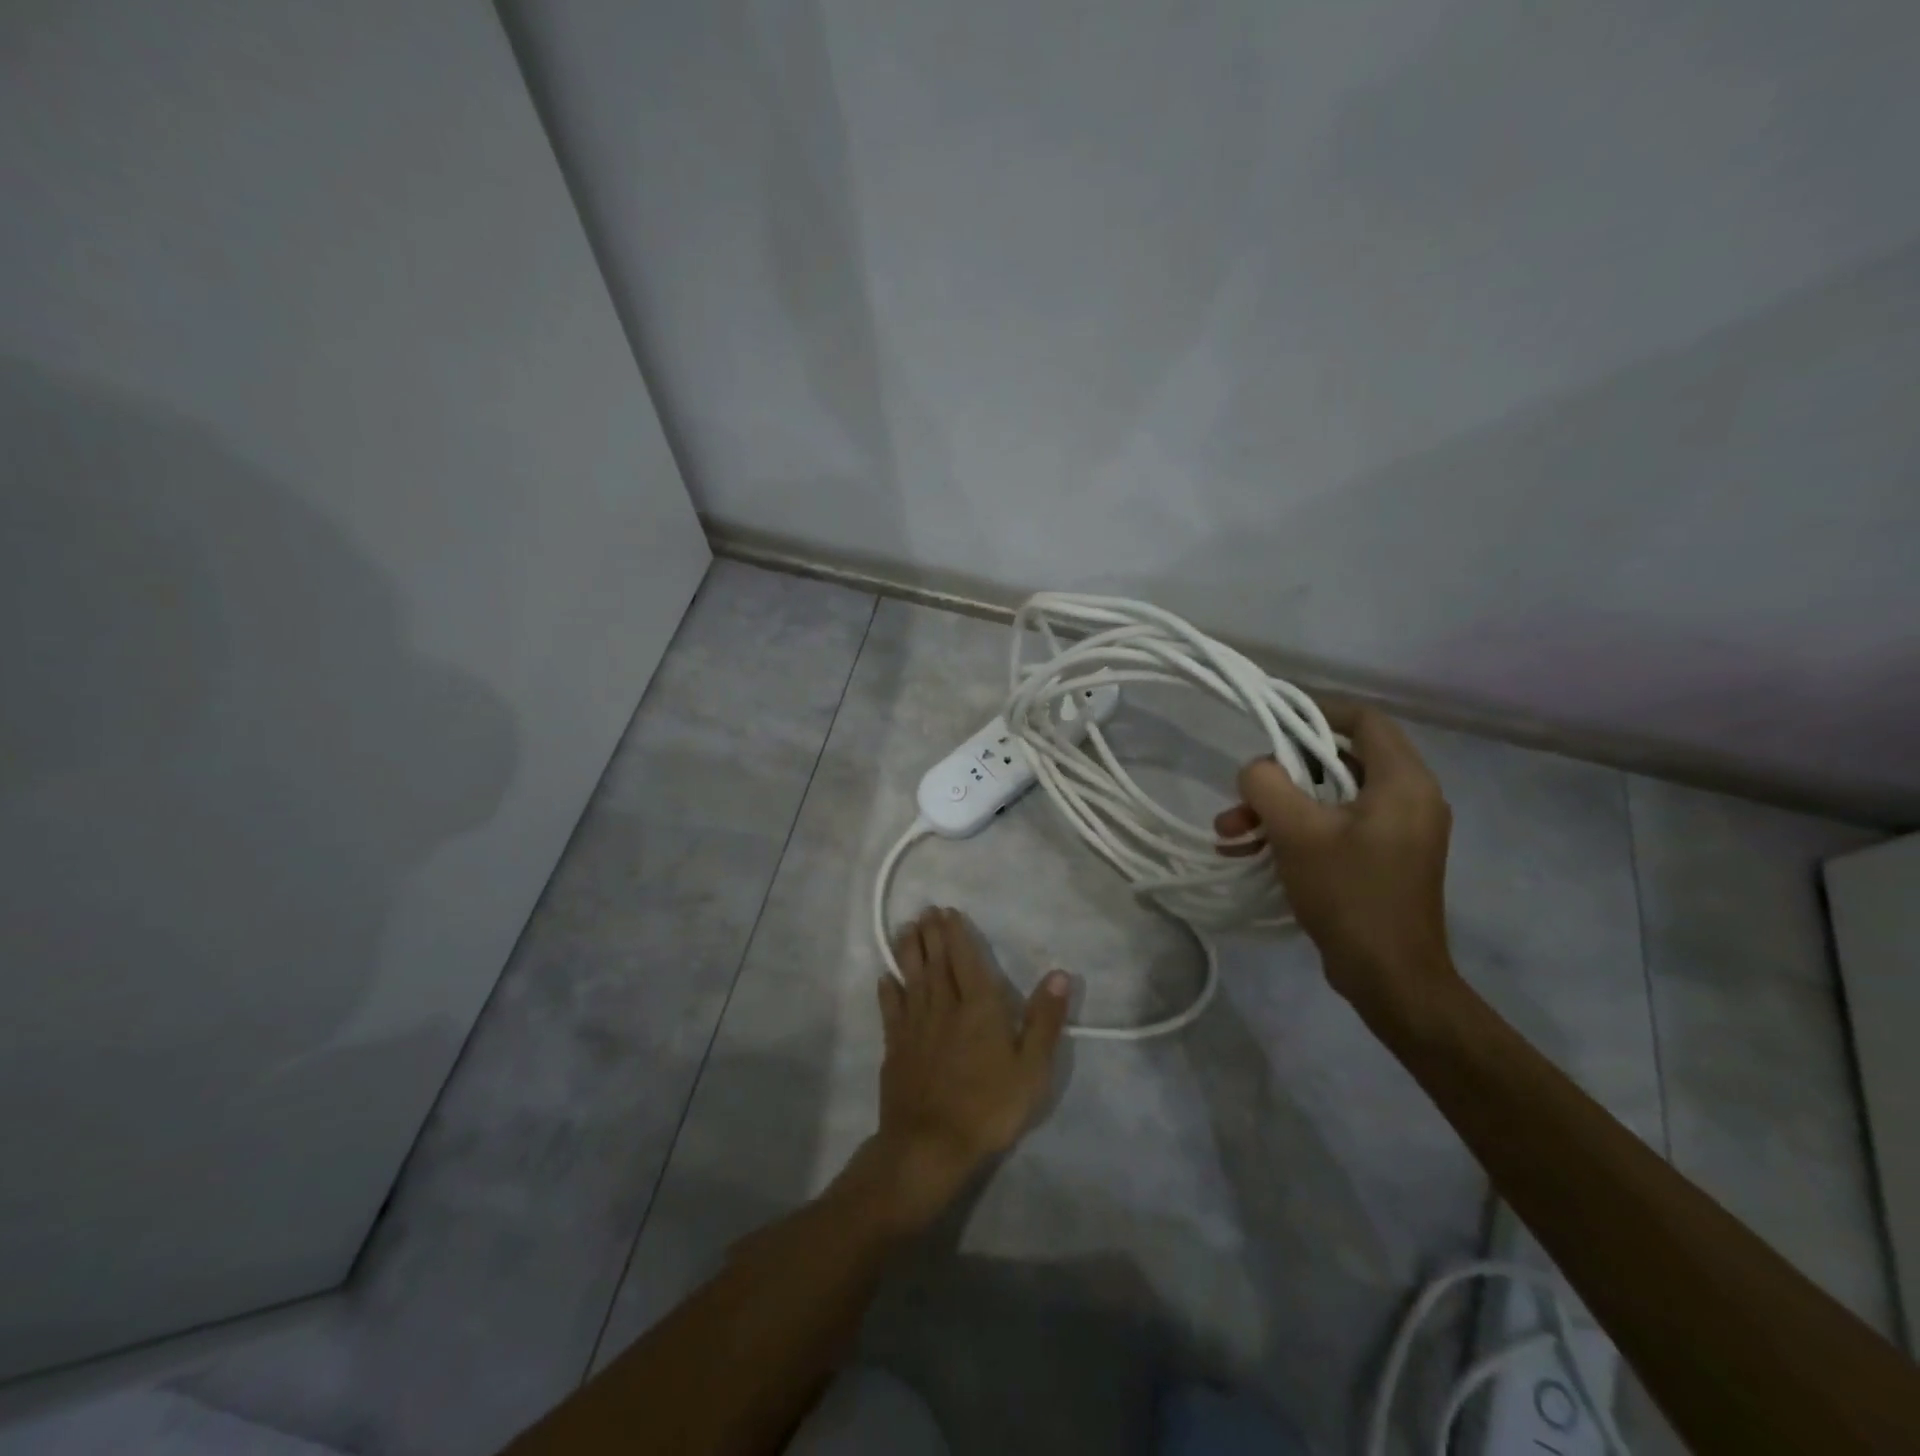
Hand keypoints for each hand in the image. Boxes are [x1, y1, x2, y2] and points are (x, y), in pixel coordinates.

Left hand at [866, 907, 1069, 1231]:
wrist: (931, 1144)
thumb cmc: (989, 1106)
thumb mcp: (1032, 1068)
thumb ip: (1044, 1019)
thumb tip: (1060, 974)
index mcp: (979, 1007)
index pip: (966, 960)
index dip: (957, 934)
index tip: (947, 911)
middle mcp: (944, 1006)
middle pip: (936, 962)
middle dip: (931, 934)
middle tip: (925, 910)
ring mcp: (915, 1026)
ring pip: (912, 978)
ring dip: (909, 951)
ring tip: (905, 929)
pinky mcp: (895, 1047)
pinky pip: (891, 1010)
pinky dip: (888, 990)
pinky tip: (885, 978)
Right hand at [1214, 703, 1458, 1029]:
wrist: (1389, 977)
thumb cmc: (1349, 893)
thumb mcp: (1297, 831)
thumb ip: (1268, 784)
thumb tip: (1256, 769)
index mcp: (1402, 782)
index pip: (1363, 720)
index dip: (1316, 710)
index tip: (1272, 717)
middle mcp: (1408, 798)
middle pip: (1337, 761)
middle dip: (1280, 775)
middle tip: (1241, 794)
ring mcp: (1396, 832)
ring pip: (1328, 798)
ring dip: (1277, 809)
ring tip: (1231, 832)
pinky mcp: (1382, 859)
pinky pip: (1334, 827)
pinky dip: (1294, 832)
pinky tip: (1250, 851)